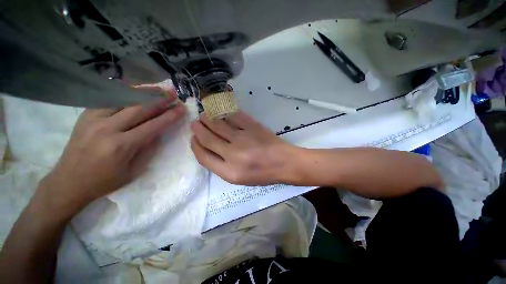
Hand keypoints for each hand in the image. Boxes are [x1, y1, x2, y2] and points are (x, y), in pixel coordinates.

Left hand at [39, 88, 185, 212]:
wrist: (68, 182)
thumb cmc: (105, 181)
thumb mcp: (134, 171)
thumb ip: (149, 149)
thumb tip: (159, 132)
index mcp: (122, 146)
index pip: (153, 125)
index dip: (170, 116)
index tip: (181, 108)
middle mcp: (108, 128)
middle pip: (139, 108)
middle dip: (160, 99)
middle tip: (174, 93)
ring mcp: (94, 119)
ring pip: (123, 99)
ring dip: (144, 92)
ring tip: (159, 88)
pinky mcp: (86, 115)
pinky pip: (108, 98)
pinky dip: (124, 92)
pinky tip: (136, 89)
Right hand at [190, 111, 295, 184]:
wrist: (284, 163)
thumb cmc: (263, 174)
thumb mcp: (239, 178)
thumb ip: (221, 165)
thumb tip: (208, 148)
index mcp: (229, 172)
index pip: (203, 157)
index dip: (195, 146)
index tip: (193, 139)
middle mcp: (233, 155)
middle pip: (207, 138)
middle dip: (198, 129)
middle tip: (195, 123)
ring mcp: (243, 138)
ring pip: (217, 124)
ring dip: (207, 118)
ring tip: (204, 115)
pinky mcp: (252, 126)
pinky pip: (233, 115)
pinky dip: (224, 112)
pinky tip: (220, 111)